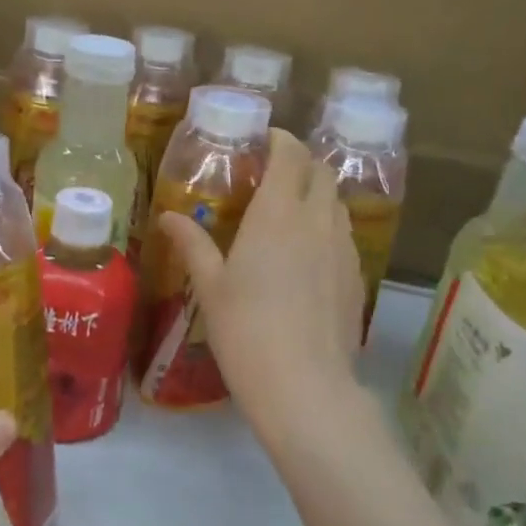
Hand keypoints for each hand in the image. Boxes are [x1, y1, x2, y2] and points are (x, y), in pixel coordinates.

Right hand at [160, 129, 364, 450]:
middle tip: (273, 175)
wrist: (304, 385)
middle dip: (300, 163)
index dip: (280, 139)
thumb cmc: (245, 330)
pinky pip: (344, 235)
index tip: (263, 140)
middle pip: (321, 172)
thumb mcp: (211, 286)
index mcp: (277, 214)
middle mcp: (317, 221)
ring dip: (317, 195)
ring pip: (337, 203)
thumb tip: (168, 216)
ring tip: (290, 213)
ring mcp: (343, 249)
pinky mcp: (356, 277)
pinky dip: (328, 228)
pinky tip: (308, 255)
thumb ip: (192, 244)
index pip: (290, 155)